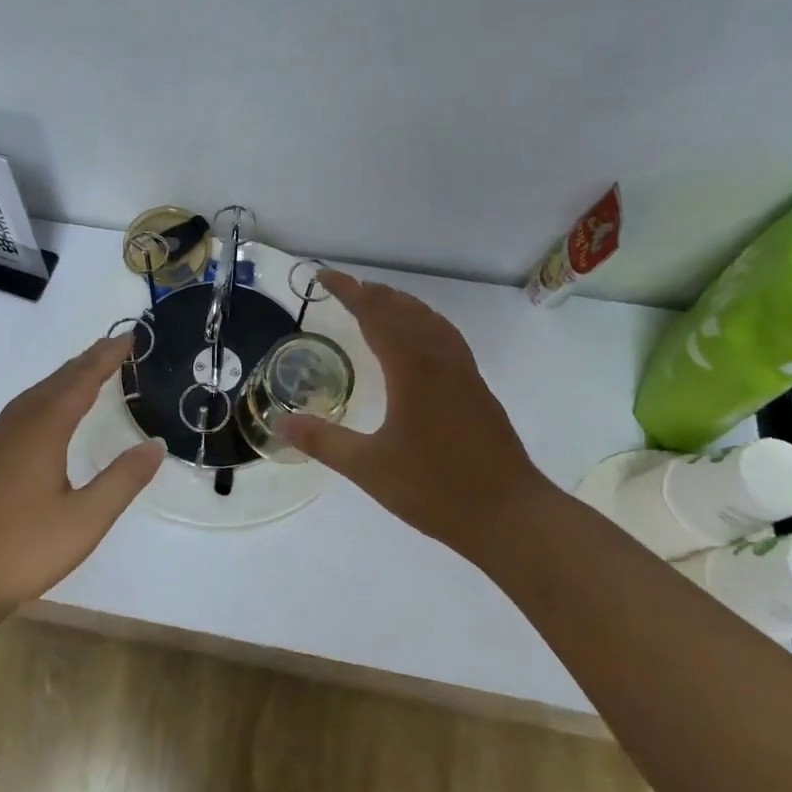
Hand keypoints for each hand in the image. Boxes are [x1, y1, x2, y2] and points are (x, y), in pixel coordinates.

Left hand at [0, 335, 163, 624]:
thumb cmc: (24, 548)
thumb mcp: (86, 519)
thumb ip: (123, 479)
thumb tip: (155, 444)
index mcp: (43, 430)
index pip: (81, 381)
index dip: (105, 358)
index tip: (127, 338)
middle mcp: (16, 425)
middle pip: (55, 381)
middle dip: (86, 362)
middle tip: (113, 349)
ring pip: (33, 396)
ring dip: (62, 380)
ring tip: (85, 375)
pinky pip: (19, 412)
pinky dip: (42, 400)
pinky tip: (45, 418)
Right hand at [279, 271, 554, 557]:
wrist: (511, 516)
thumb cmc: (436, 489)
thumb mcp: (368, 468)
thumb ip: (323, 441)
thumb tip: (279, 423)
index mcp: (412, 369)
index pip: (375, 314)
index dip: (349, 291)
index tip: (324, 275)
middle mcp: (440, 360)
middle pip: (405, 310)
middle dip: (373, 293)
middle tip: (345, 286)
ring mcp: (464, 373)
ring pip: (430, 321)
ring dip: (401, 304)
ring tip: (379, 301)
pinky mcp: (477, 389)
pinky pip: (446, 337)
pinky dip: (425, 322)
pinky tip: (421, 339)